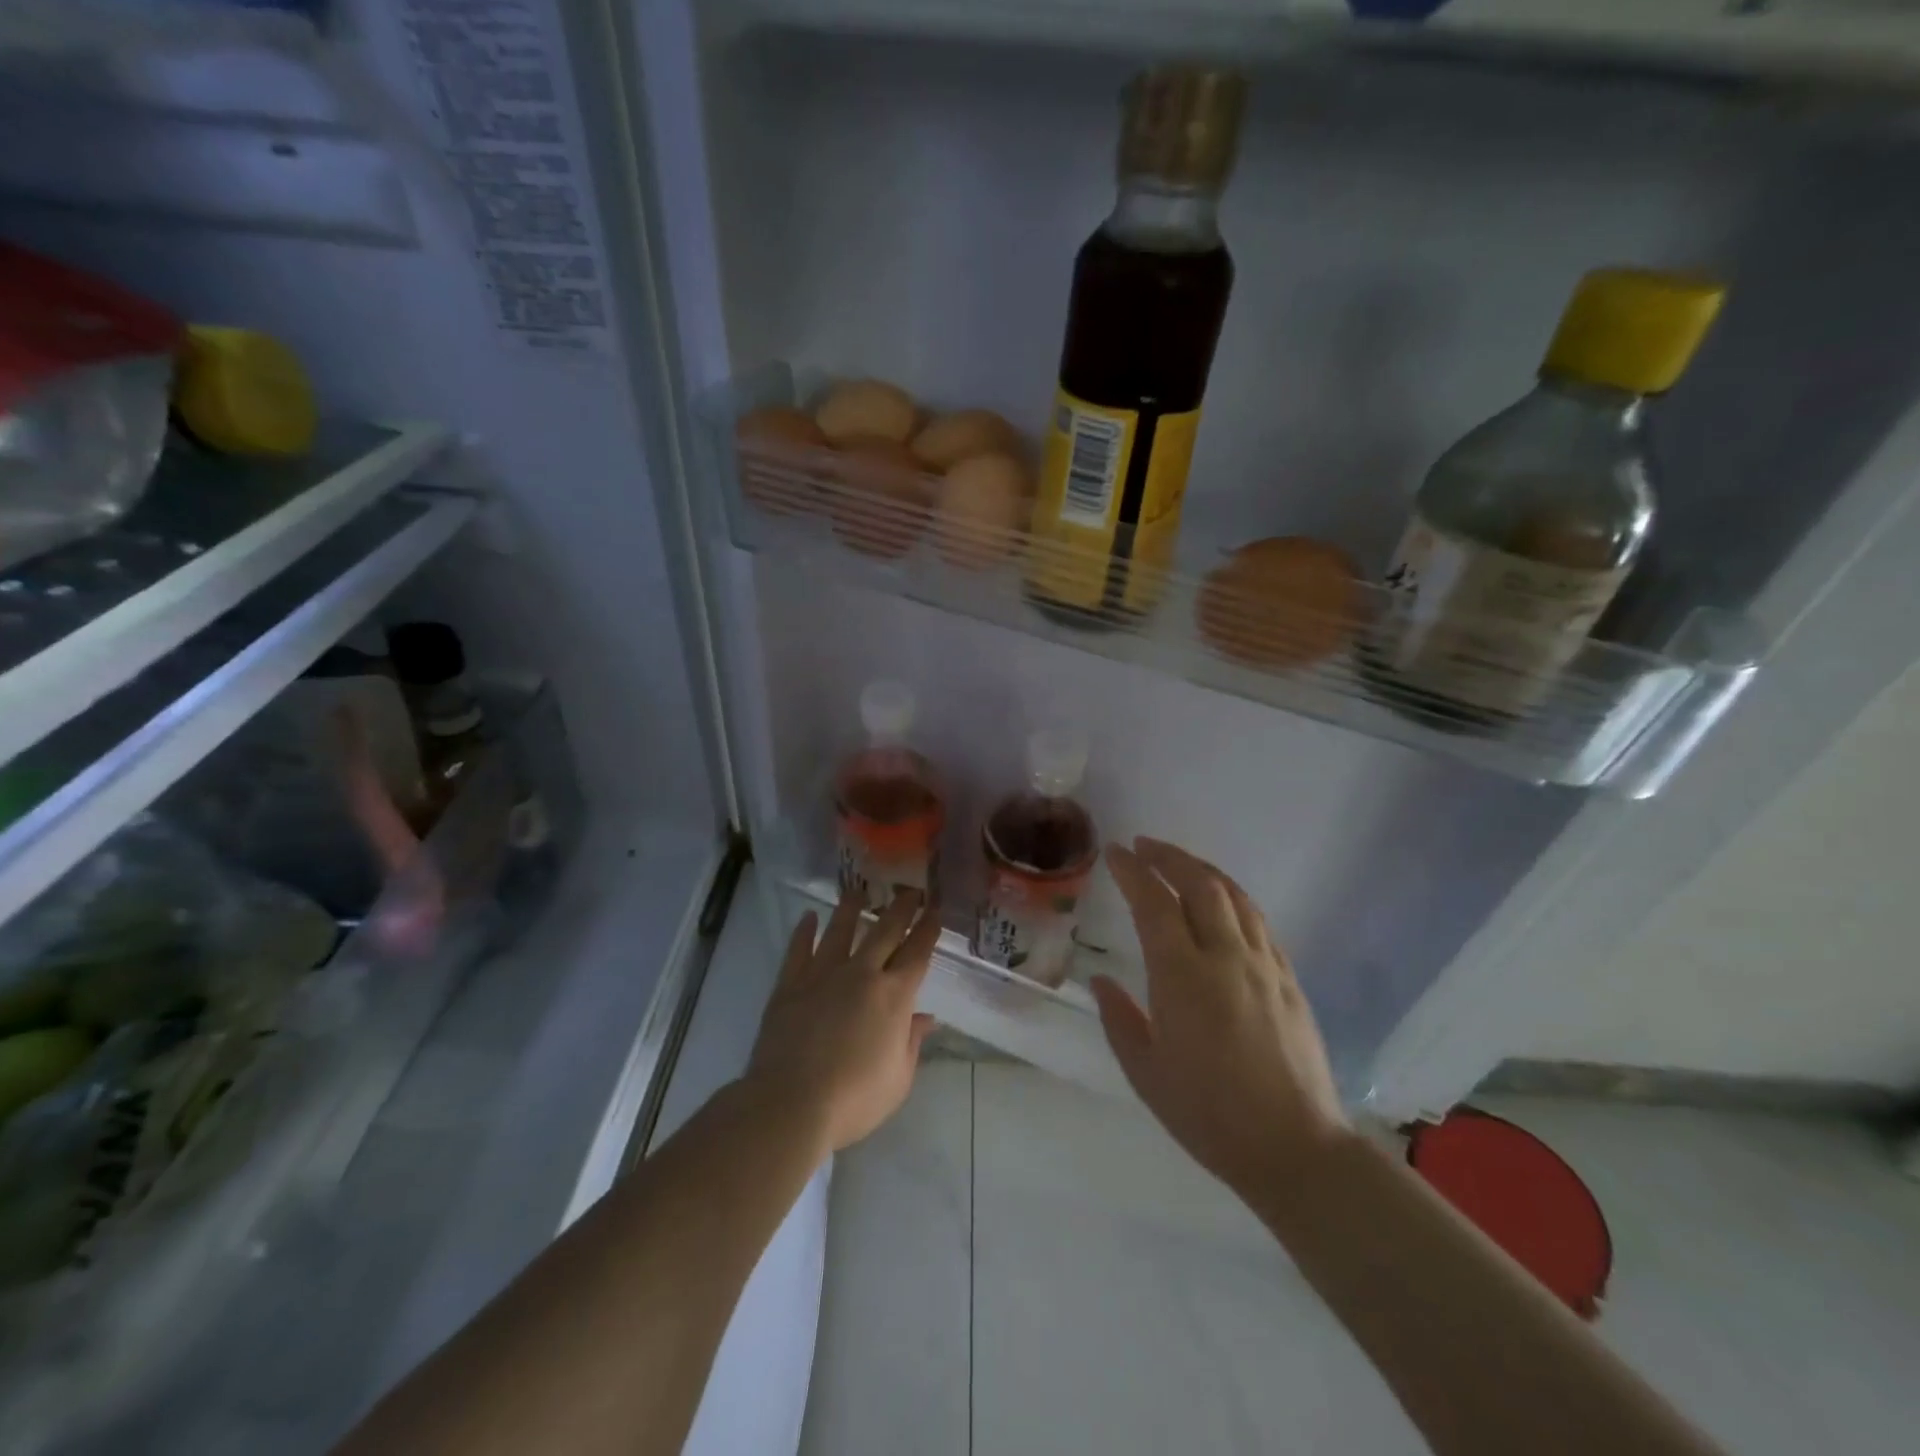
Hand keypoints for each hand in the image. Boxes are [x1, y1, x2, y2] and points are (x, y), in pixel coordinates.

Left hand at [745, 887, 939, 1157]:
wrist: (791, 1103)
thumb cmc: (854, 1099)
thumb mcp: (898, 1079)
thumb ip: (912, 1043)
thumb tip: (926, 1018)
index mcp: (893, 997)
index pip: (917, 954)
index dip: (928, 930)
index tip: (935, 910)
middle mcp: (862, 975)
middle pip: (884, 932)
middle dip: (900, 909)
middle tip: (910, 890)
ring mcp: (823, 976)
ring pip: (840, 931)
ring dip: (851, 909)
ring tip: (858, 890)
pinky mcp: (790, 985)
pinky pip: (799, 950)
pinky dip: (804, 932)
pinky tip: (809, 917)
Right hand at [1091, 838, 1350, 1197]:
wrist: (1295, 1148)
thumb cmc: (1209, 1114)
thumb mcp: (1146, 1073)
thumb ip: (1120, 1019)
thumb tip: (1102, 981)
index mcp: (1182, 977)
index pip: (1154, 903)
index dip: (1133, 872)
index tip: (1115, 852)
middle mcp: (1225, 957)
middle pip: (1200, 885)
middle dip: (1169, 857)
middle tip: (1144, 846)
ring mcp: (1264, 966)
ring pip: (1235, 897)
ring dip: (1203, 870)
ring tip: (1180, 863)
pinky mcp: (1290, 980)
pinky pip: (1259, 922)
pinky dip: (1235, 899)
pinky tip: (1225, 903)